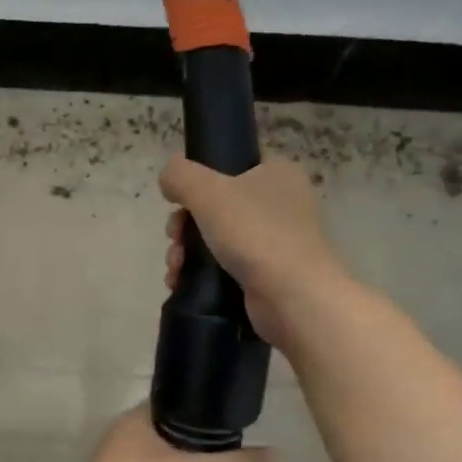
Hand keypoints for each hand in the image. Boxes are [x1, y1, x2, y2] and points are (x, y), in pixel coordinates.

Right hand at [160, 155, 346, 347]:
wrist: (292, 295)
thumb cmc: (254, 232)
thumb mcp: (208, 191)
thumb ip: (179, 175)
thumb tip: (168, 177)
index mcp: (277, 173)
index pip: (231, 166)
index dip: (198, 182)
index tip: (178, 203)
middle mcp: (281, 203)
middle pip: (216, 206)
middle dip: (184, 226)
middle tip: (174, 240)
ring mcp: (276, 241)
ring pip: (216, 238)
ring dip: (186, 252)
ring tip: (175, 269)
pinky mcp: (268, 274)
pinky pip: (225, 267)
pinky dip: (200, 274)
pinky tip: (181, 283)